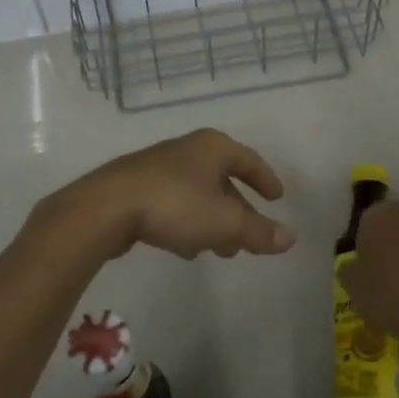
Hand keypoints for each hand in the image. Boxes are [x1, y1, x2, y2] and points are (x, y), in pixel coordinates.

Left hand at [52, 129, 295, 261]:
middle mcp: (188, 150)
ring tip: (219, 250)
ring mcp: (159, 167)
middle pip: (222, 180)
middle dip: (237, 211)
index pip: (249, 160)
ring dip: (212, 221)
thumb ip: (258, 232)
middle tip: (247, 237)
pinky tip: (184, 248)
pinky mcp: (136, 186)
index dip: (266, 180)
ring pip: (197, 194)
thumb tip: (291, 238)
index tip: (277, 198)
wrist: (107, 206)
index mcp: (213, 147)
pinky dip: (187, 222)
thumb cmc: (176, 205)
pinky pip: (174, 203)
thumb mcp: (225, 222)